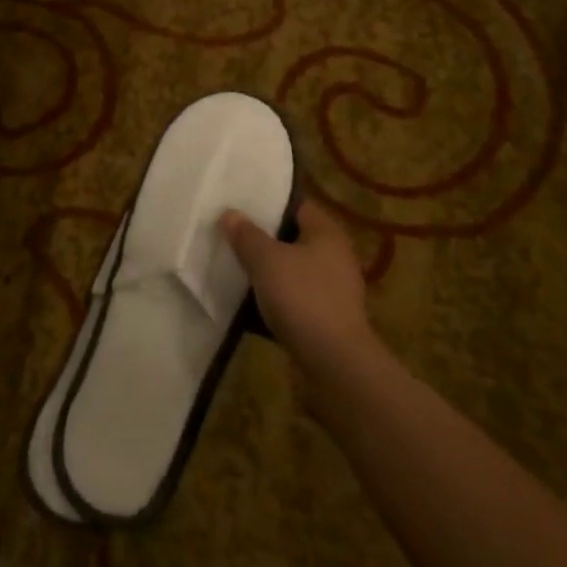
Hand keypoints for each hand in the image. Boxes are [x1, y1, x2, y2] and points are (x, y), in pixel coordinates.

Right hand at [221, 198, 374, 374]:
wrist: (335, 364)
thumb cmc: (302, 298)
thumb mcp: (266, 260)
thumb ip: (247, 235)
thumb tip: (230, 213)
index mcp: (327, 233)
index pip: (296, 205)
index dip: (268, 202)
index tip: (240, 204)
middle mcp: (335, 256)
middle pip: (293, 237)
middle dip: (264, 237)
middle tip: (232, 233)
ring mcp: (334, 288)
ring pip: (293, 268)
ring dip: (268, 268)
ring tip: (235, 265)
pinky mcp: (327, 316)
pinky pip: (295, 295)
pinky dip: (276, 295)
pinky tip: (251, 300)